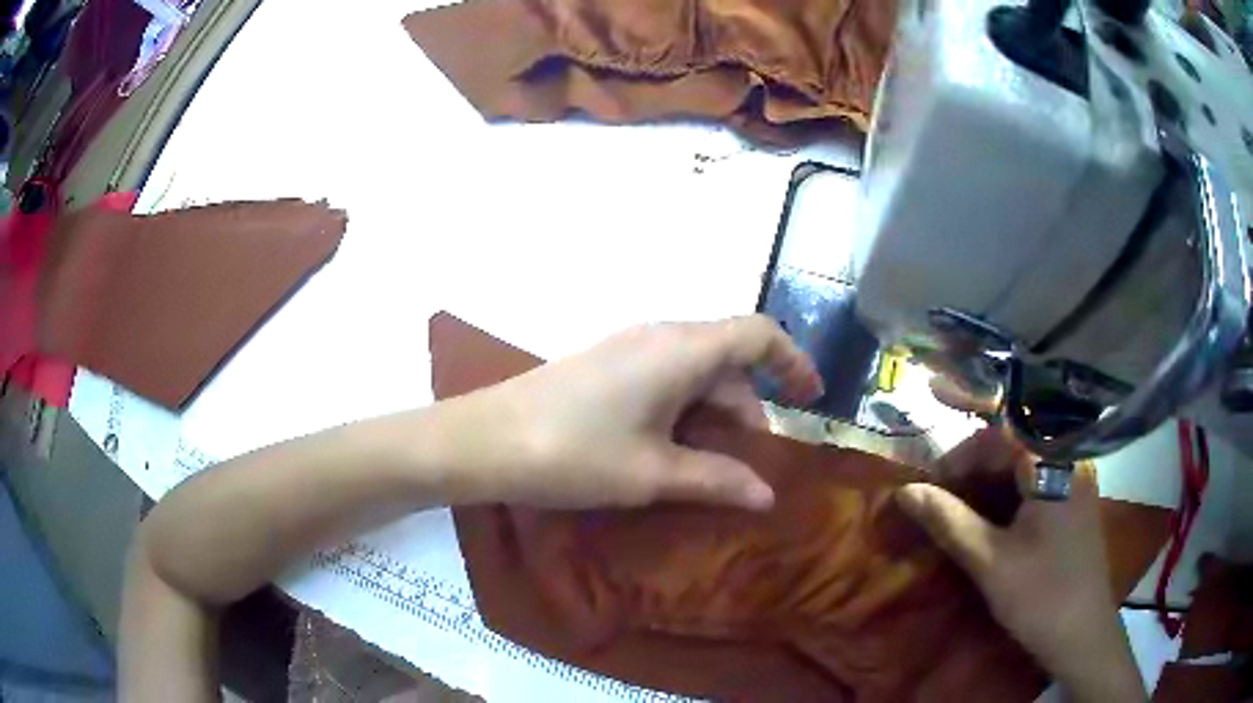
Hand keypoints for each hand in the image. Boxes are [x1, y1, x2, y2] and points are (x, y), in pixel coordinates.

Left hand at [463, 315, 821, 510]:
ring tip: (714, 467)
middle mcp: (660, 336)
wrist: (483, 439)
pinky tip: (672, 450)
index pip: (758, 334)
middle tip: (752, 464)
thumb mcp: (653, 472)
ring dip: (714, 414)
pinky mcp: (606, 365)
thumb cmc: (574, 453)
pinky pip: (665, 378)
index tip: (811, 398)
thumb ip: (717, 479)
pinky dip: (684, 410)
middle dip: (750, 407)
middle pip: (727, 358)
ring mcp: (628, 348)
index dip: (792, 361)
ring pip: (695, 371)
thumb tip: (767, 495)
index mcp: (682, 349)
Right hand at [896, 429, 1144, 702]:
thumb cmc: (1039, 595)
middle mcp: (1069, 459)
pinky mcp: (1075, 502)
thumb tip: (905, 492)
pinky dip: (1009, 496)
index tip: (931, 487)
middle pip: (1012, 446)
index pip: (998, 435)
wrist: (1083, 634)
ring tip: (961, 514)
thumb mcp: (989, 561)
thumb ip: (949, 521)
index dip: (959, 456)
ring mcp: (1076, 479)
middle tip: (941, 502)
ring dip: (989, 484)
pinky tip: (993, 523)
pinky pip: (1037, 482)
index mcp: (1052, 463)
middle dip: (973, 470)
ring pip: (1024, 465)